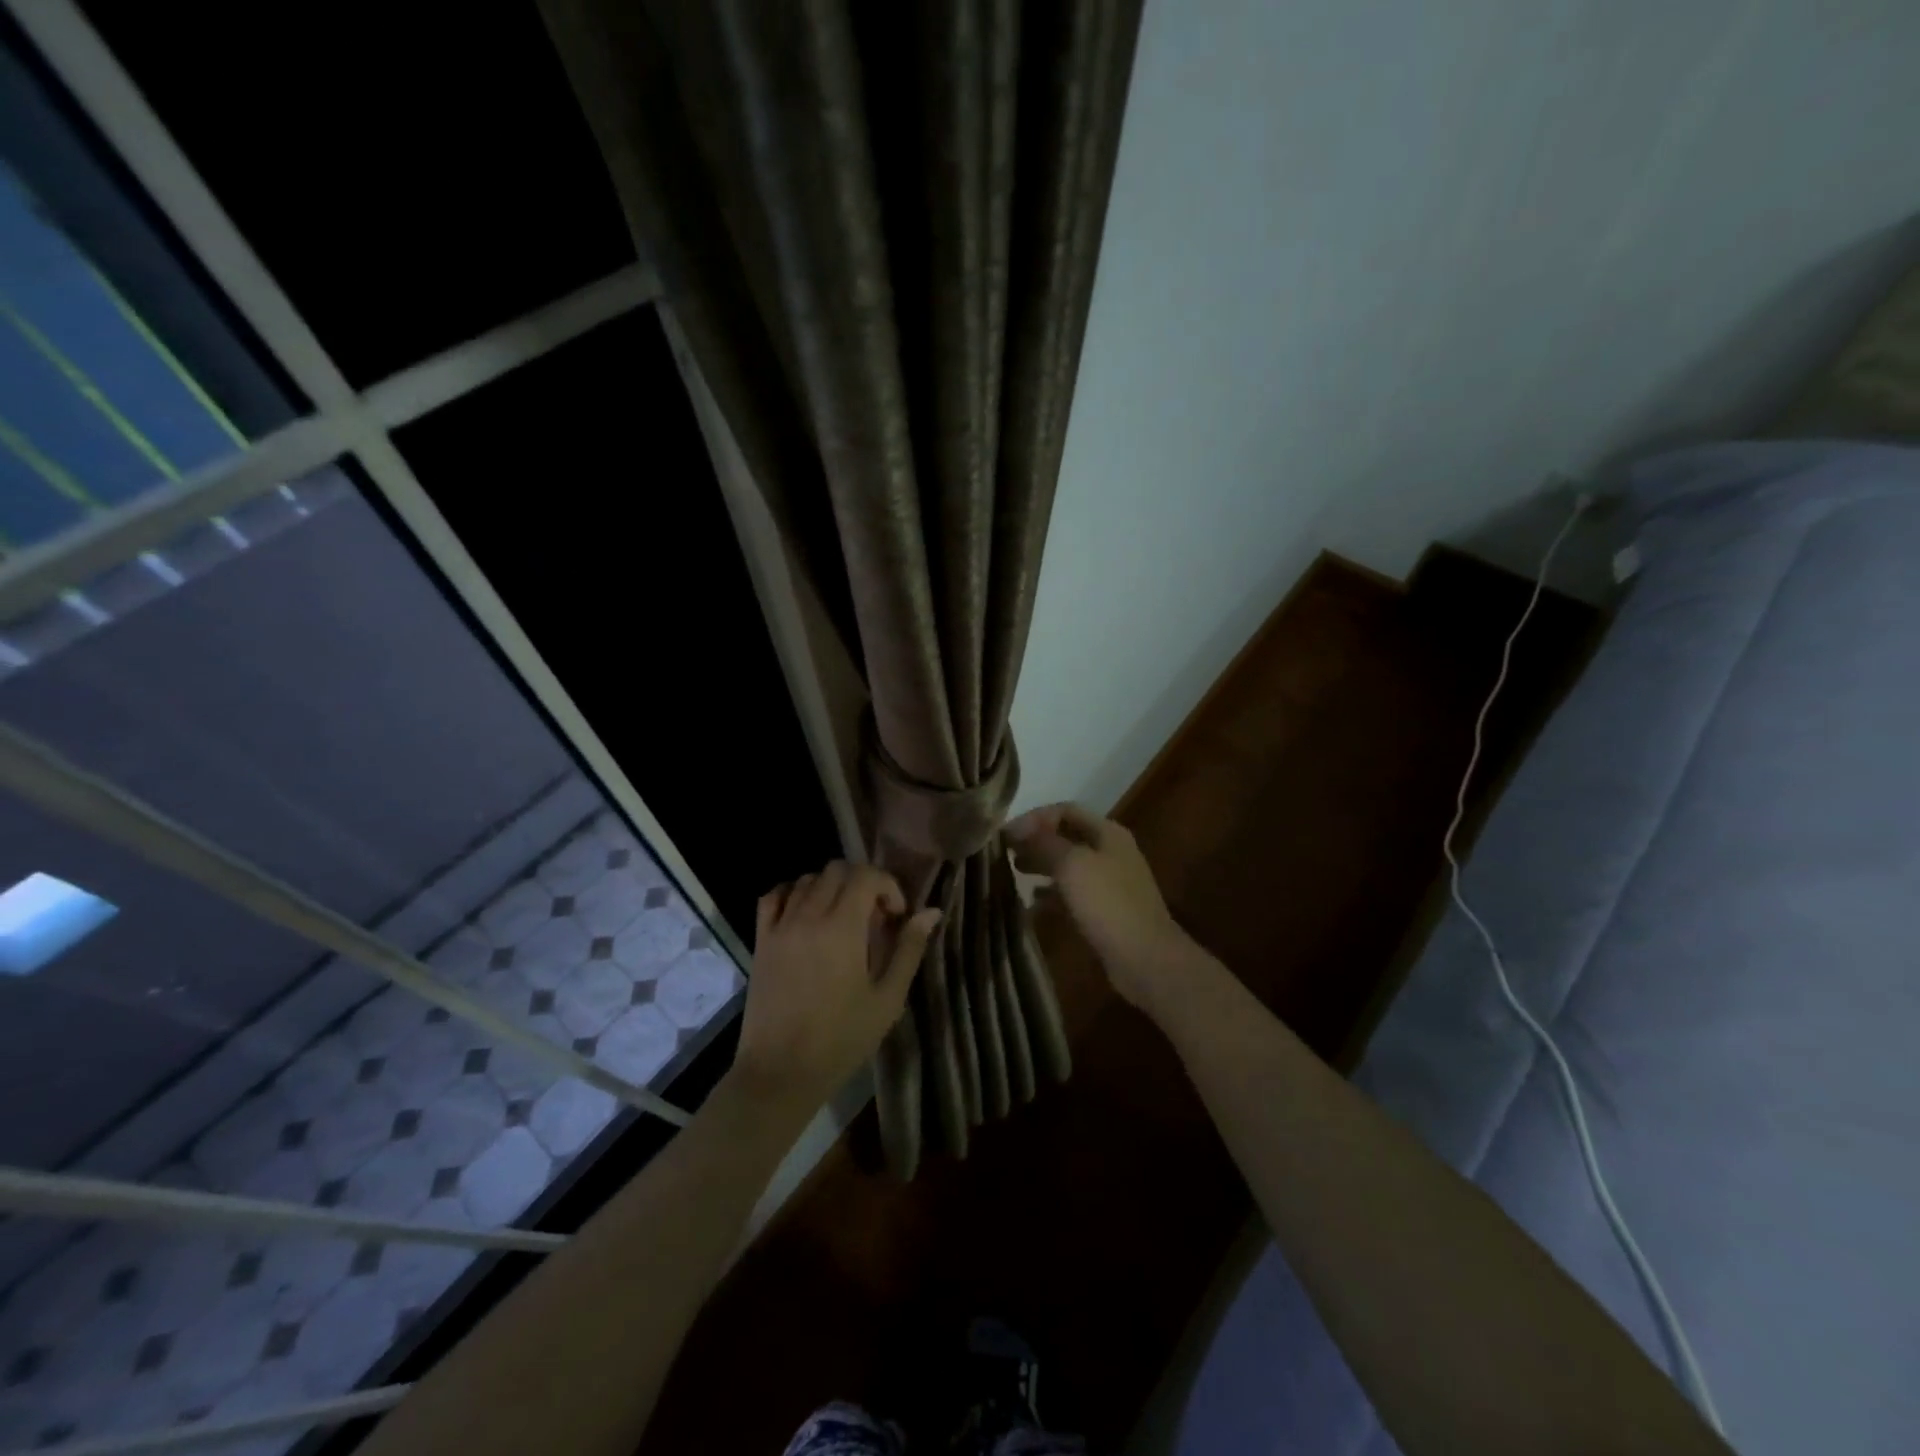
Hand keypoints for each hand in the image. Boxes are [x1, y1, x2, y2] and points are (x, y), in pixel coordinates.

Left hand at [732, 861, 940, 1116]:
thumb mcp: (887, 999)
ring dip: (831, 888)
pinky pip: (774, 897)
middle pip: (837, 869)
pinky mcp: (761, 941)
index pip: (866, 876)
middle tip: (874, 918)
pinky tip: (806, 916)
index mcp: (842, 927)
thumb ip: (909, 949)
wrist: (781, 1072)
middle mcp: (808, 916)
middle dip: (862, 883)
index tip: (897, 917)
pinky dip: (794, 894)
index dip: (888, 886)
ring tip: (843, 919)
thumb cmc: (841, 1039)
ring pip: (807, 879)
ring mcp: (780, 926)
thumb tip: (931, 912)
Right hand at [1006, 803, 1194, 1014]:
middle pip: (1067, 836)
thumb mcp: (1072, 864)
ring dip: (1041, 865)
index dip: (1034, 817)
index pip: (1065, 810)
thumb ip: (1044, 842)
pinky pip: (1073, 894)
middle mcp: (1110, 852)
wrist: (1145, 958)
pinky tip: (1032, 903)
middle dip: (1035, 841)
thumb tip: (1019, 829)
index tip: (1006, 834)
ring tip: (1013, 872)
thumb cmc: (1107, 903)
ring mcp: (1110, 882)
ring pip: (1068, 865)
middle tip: (1004, 852)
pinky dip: (1051, 894)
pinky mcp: (1105, 911)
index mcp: (1107, 833)